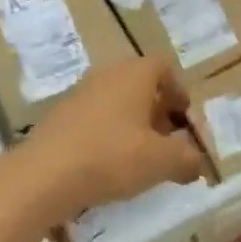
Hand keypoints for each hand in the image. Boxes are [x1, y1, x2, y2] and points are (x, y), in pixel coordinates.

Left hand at [17, 57, 205, 222]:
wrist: (44, 175)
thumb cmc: (111, 156)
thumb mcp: (161, 161)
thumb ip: (187, 158)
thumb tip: (197, 162)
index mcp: (134, 74)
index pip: (163, 66)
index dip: (178, 90)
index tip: (185, 119)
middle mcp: (106, 75)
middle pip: (140, 84)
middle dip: (158, 110)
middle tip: (168, 141)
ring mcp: (79, 94)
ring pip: (116, 101)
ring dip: (132, 123)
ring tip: (141, 156)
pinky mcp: (60, 117)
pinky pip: (95, 118)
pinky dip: (108, 134)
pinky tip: (110, 165)